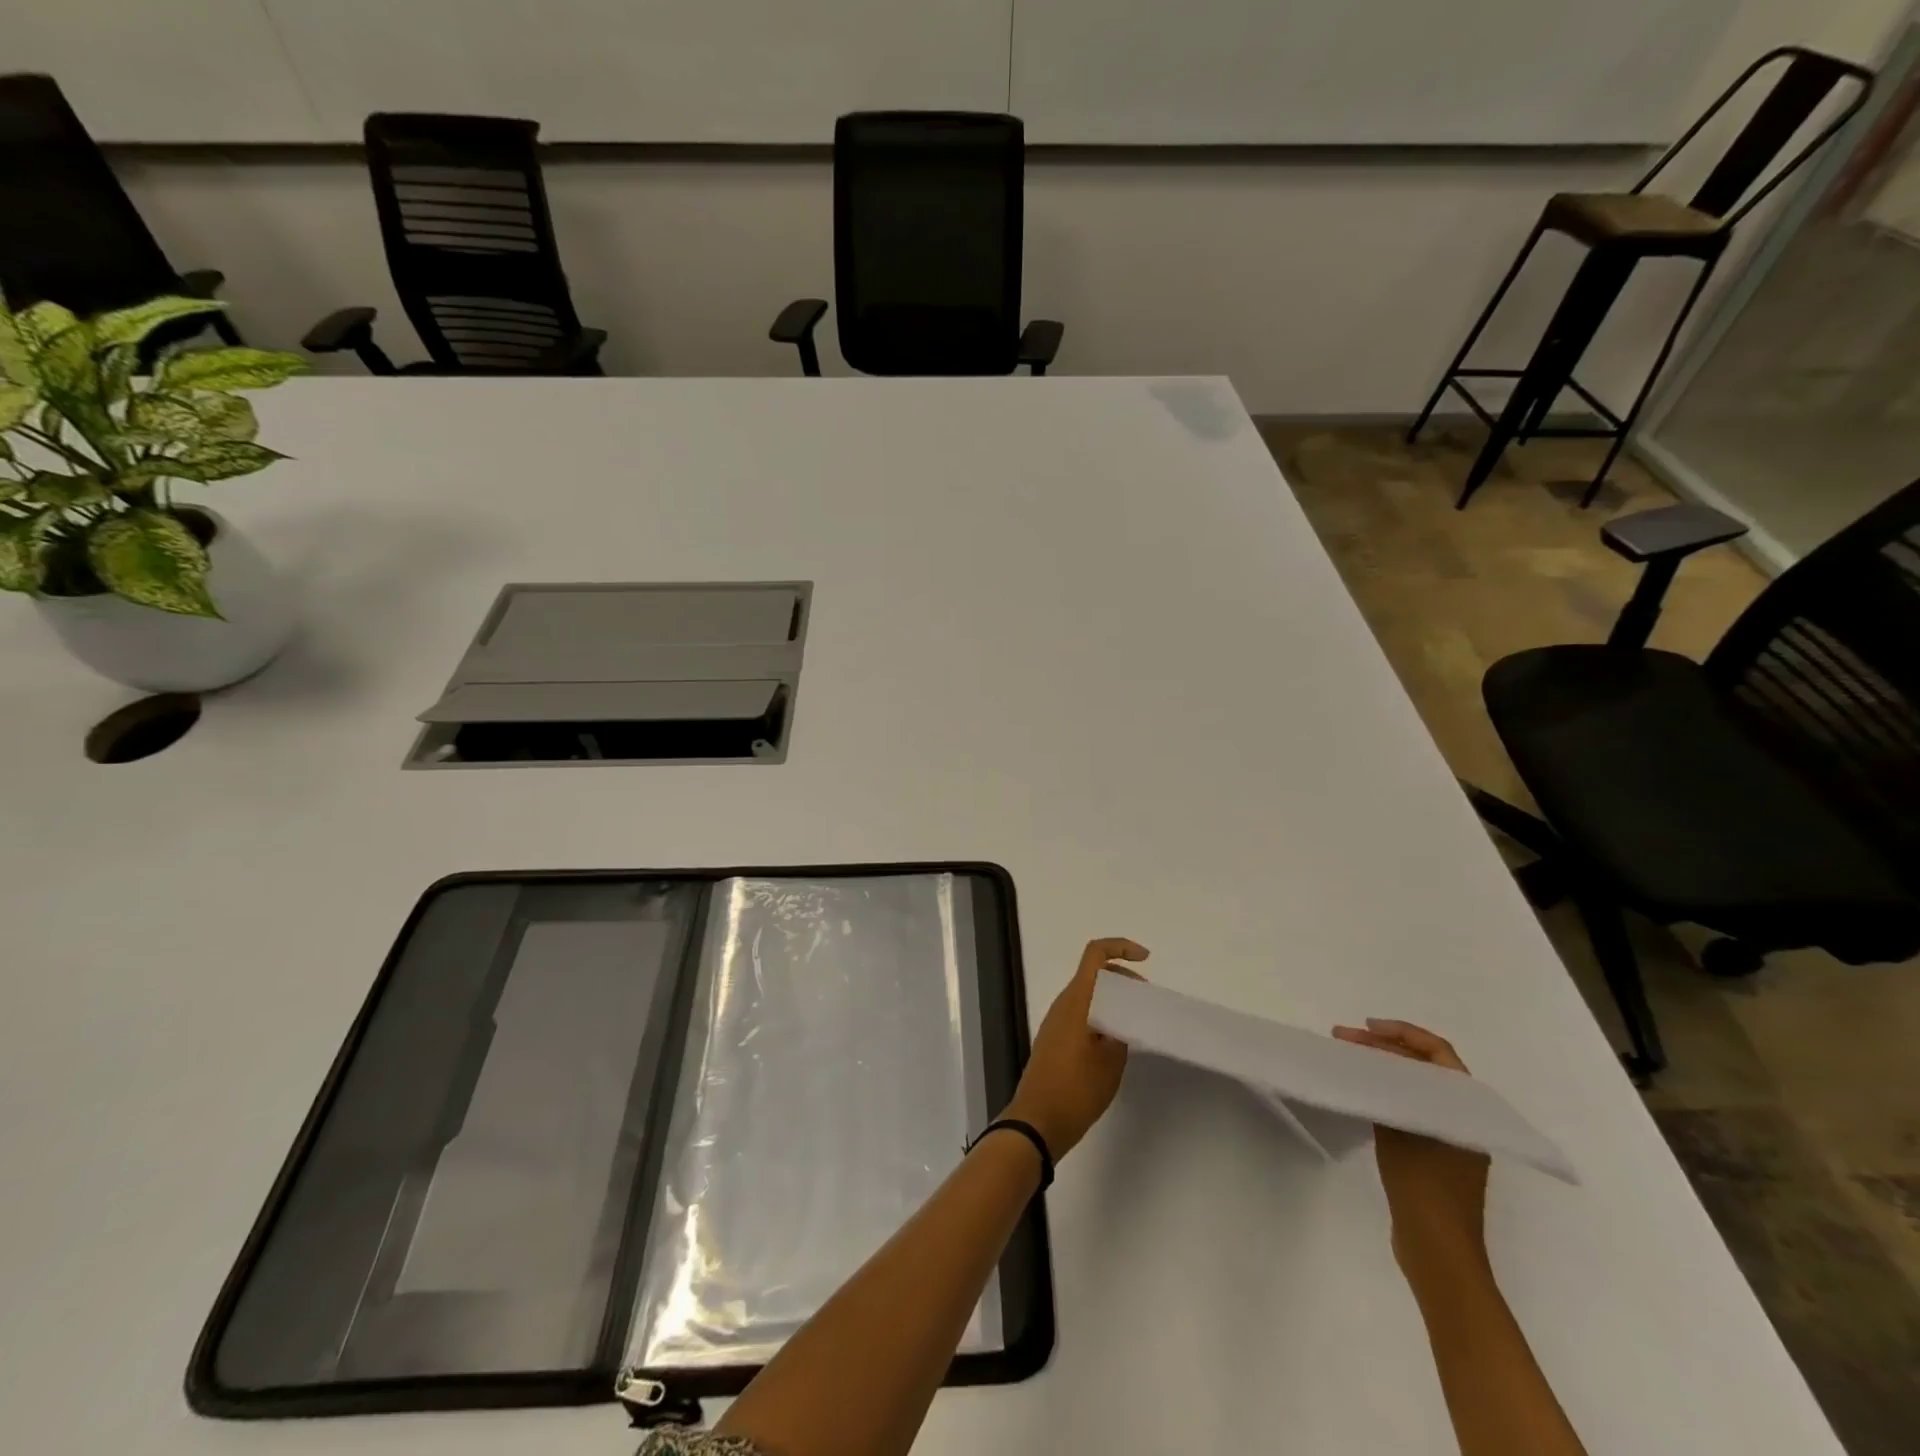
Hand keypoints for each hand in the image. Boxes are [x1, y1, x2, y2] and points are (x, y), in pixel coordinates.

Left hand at [1003, 937, 1148, 1160]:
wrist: (1038, 1121)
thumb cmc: (1076, 1088)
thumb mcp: (1111, 1060)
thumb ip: (1122, 1030)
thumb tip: (1126, 1016)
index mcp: (1077, 1000)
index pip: (1095, 955)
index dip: (1121, 948)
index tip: (1146, 959)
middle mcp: (1064, 1004)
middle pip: (1094, 973)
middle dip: (1122, 977)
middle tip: (1146, 999)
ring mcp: (1057, 1022)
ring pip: (1089, 995)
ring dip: (1113, 998)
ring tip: (1137, 1020)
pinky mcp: (1056, 1040)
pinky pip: (1082, 1013)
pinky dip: (1102, 1015)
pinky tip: (1118, 1040)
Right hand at [1331, 1019, 1489, 1273]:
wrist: (1439, 1252)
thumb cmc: (1424, 1188)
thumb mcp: (1399, 1131)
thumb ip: (1387, 1092)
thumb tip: (1368, 1063)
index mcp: (1466, 1108)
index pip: (1437, 1052)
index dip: (1401, 1032)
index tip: (1364, 1027)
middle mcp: (1464, 1118)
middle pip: (1426, 1066)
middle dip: (1385, 1047)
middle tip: (1345, 1039)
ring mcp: (1451, 1137)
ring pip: (1418, 1086)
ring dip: (1385, 1068)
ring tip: (1349, 1059)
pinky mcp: (1436, 1155)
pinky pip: (1413, 1107)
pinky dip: (1389, 1092)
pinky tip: (1364, 1093)